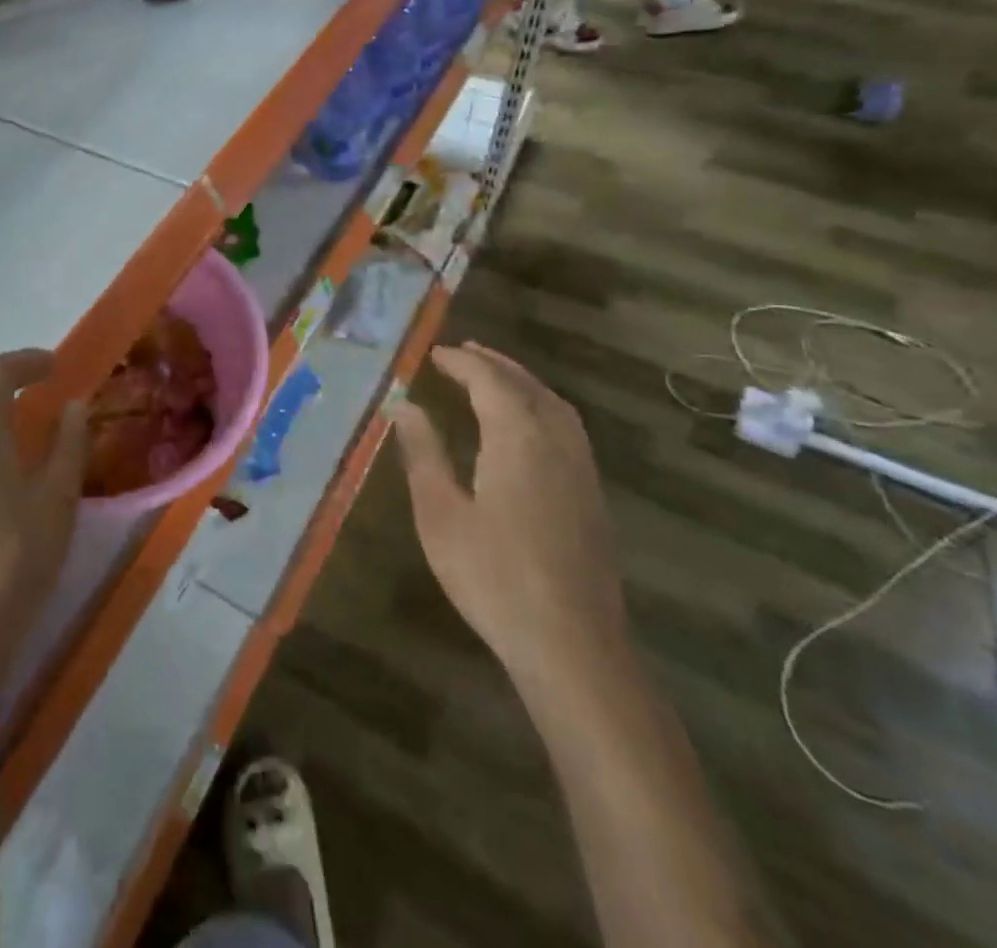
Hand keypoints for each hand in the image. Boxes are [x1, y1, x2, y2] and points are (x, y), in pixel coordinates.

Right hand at [391, 342, 629, 698]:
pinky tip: (529, 426)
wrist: (571, 644)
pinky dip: (543, 406)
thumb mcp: (440, 513)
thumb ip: (424, 453)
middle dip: (494, 363)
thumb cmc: (493, 577)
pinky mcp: (592, 495)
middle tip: (462, 351)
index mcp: (517, 437)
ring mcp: (580, 469)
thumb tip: (405, 406)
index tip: (433, 354)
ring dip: (522, 381)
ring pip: (554, 404)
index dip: (461, 362)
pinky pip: (568, 427)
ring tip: (494, 375)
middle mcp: (555, 441)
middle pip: (526, 385)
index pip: (489, 381)